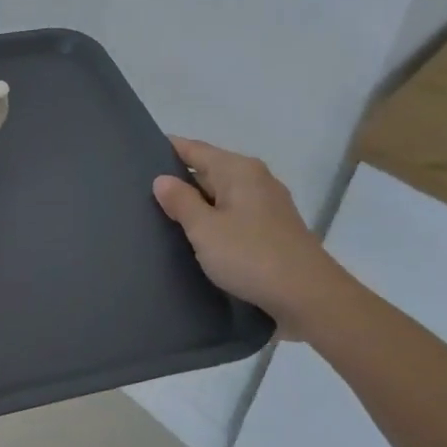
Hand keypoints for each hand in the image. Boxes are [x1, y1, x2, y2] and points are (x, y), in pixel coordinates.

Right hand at [152, 138, 347, 328]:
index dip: (166, 150)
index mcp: (238, 170)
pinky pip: (234, 216)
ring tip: (162, 217)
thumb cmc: (251, 256)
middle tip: (140, 194)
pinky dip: (214, 221)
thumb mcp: (205, 229)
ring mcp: (268, 206)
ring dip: (196, 205)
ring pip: (221, 196)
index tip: (137, 159)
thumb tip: (162, 179)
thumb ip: (180, 201)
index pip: (194, 148)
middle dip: (179, 181)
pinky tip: (197, 238)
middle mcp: (256, 180)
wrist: (309, 298)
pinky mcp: (273, 231)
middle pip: (209, 170)